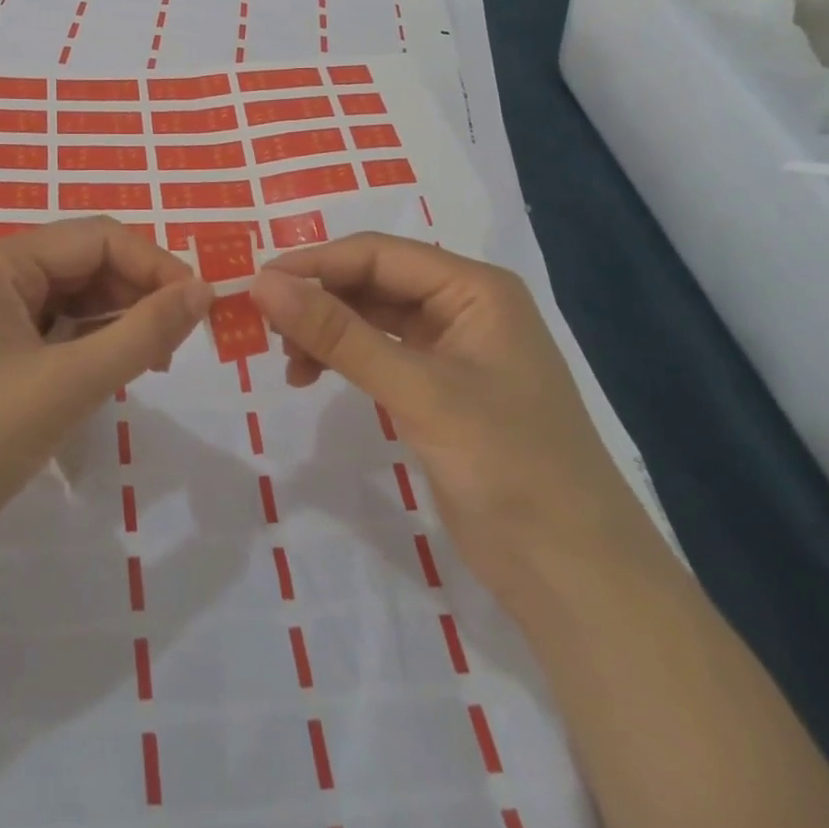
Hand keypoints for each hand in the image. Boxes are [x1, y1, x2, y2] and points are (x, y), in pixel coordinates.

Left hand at [0, 217, 212, 592]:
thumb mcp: (68, 383)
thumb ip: (142, 332)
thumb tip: (204, 290)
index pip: (98, 237)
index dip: (155, 264)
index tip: (202, 308)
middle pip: (84, 265)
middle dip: (137, 294)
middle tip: (178, 345)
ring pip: (71, 302)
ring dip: (116, 323)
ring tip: (153, 364)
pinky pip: (52, 337)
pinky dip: (89, 350)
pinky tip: (112, 377)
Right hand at [250, 233, 657, 604]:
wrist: (573, 573)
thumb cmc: (507, 465)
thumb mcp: (417, 390)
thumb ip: (338, 333)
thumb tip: (263, 283)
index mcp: (473, 288)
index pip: (377, 254)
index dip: (314, 263)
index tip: (256, 285)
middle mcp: (462, 307)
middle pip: (372, 281)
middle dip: (316, 297)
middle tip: (262, 324)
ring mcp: (450, 350)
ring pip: (369, 317)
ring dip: (324, 329)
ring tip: (287, 360)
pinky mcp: (437, 389)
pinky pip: (377, 353)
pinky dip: (341, 358)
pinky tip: (311, 377)